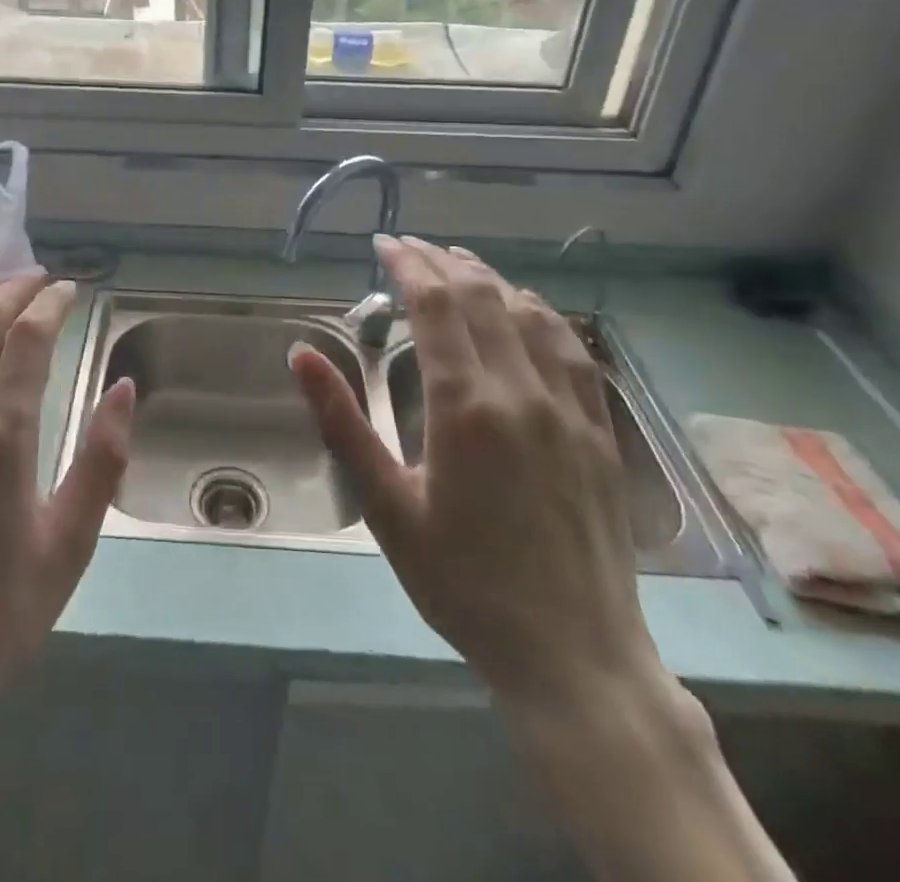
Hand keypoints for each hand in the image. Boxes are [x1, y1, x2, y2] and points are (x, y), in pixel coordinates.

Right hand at [289, 235, 655, 708]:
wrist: (574, 656)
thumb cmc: (464, 583)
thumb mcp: (386, 507)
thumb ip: (342, 423)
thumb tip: (301, 354)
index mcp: (466, 406)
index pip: (436, 305)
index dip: (408, 265)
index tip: (383, 244)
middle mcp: (521, 391)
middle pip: (481, 297)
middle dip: (441, 262)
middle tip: (409, 248)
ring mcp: (569, 407)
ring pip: (529, 313)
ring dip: (489, 278)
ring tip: (457, 263)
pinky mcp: (598, 430)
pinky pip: (570, 348)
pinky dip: (540, 312)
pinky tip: (525, 307)